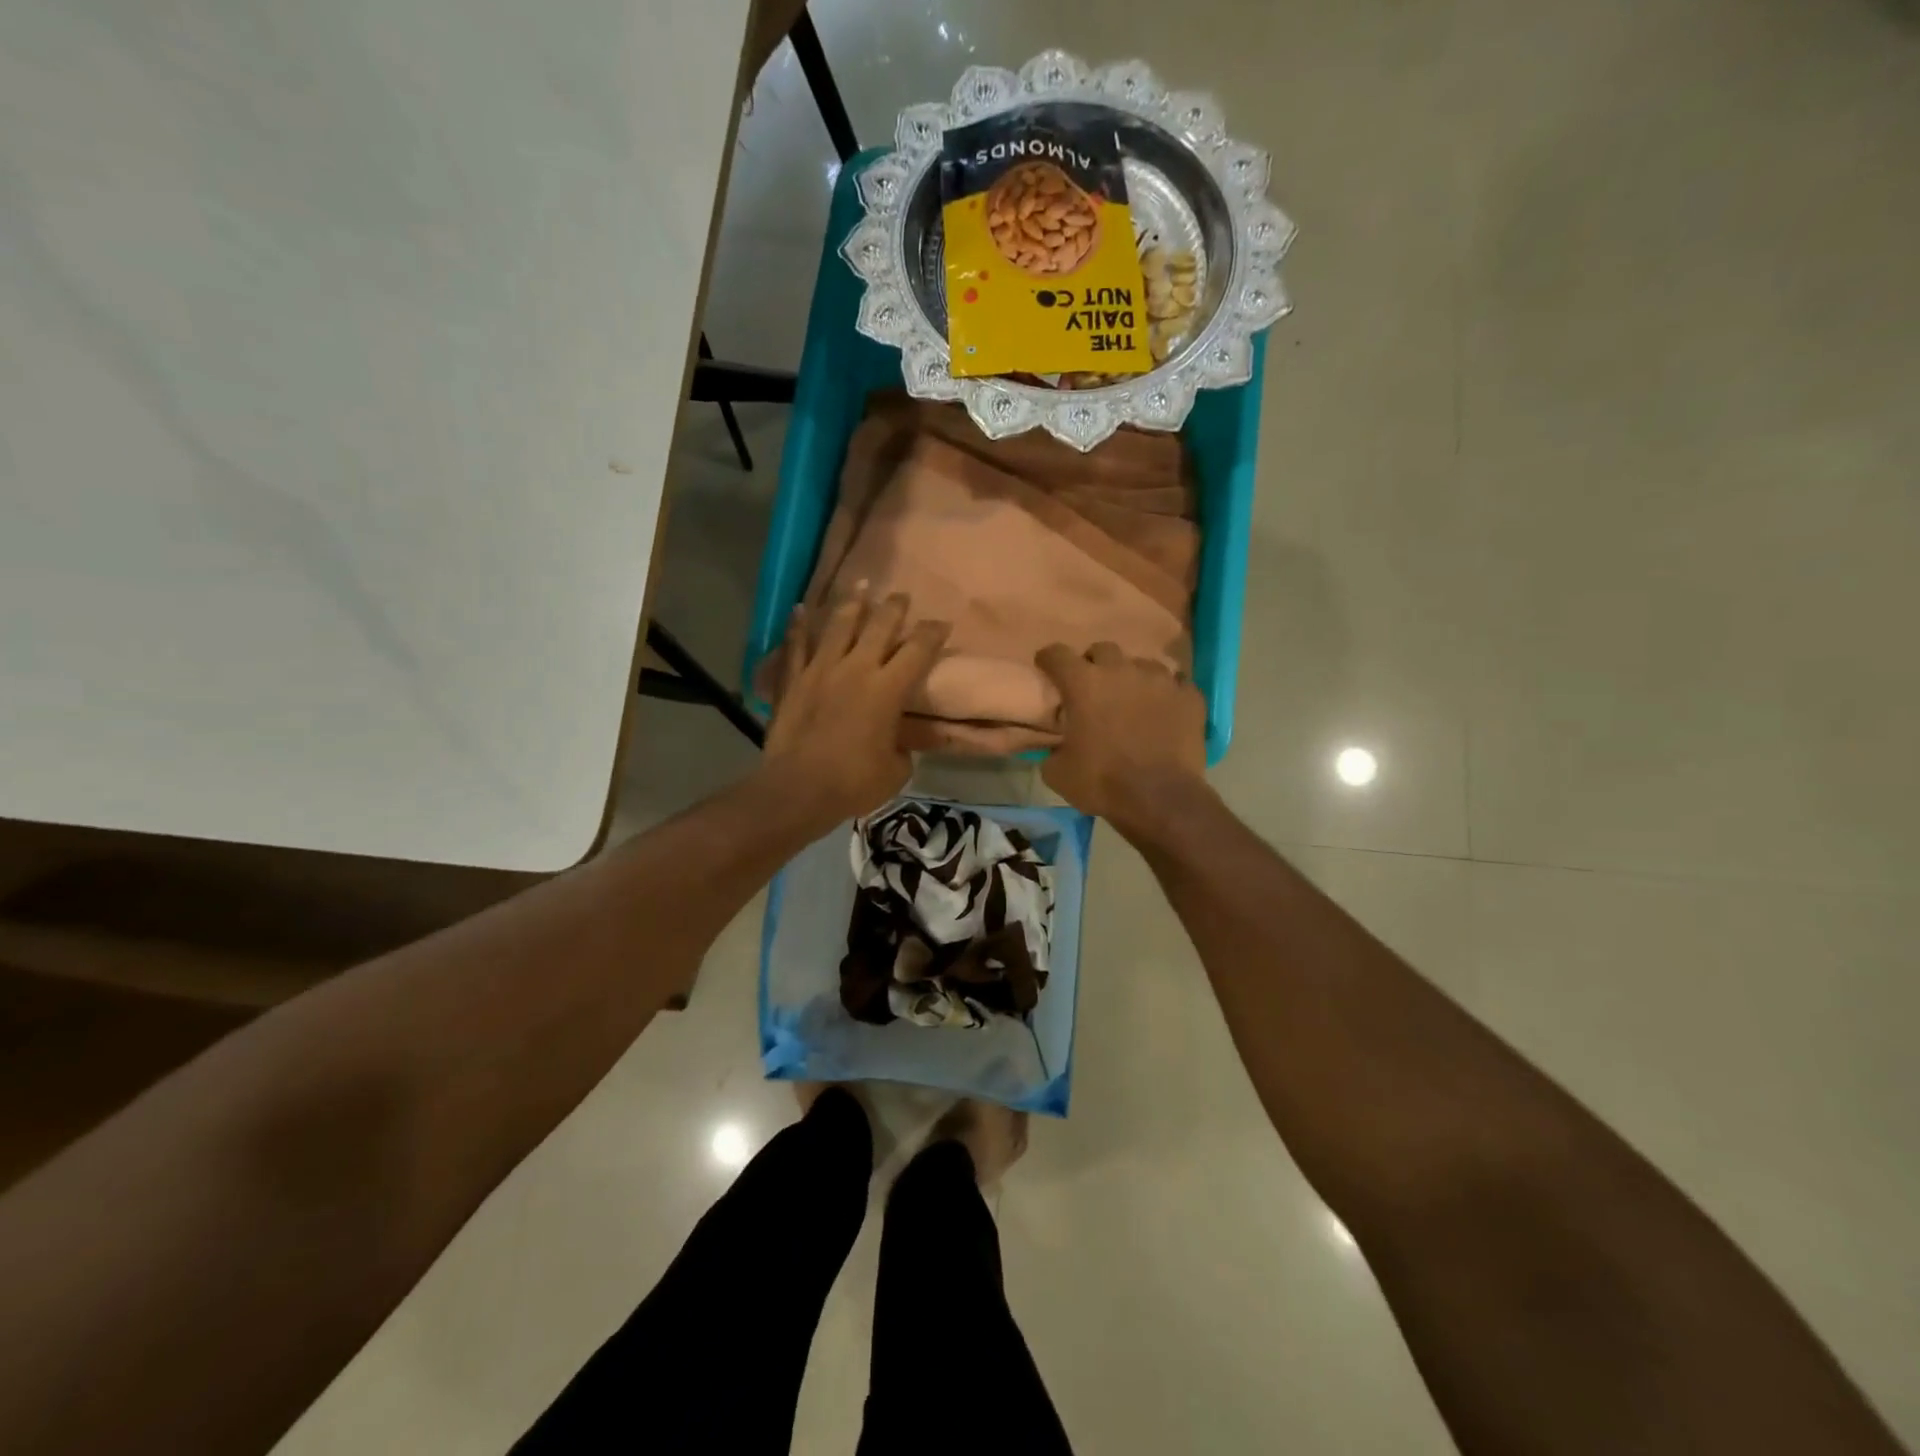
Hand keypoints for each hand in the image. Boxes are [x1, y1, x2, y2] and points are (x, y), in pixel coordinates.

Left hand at [761, 590, 948, 826]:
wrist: (798, 788)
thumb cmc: (854, 782)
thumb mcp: (897, 770)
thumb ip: (901, 746)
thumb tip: (896, 739)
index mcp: (888, 689)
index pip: (918, 650)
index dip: (933, 633)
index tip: (942, 623)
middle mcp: (857, 668)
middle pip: (880, 626)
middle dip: (895, 608)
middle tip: (903, 597)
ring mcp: (821, 669)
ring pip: (839, 625)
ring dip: (853, 603)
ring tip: (861, 585)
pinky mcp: (792, 679)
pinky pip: (795, 644)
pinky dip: (798, 625)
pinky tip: (800, 608)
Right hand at [1034, 642, 1210, 833]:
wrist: (1160, 799)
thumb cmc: (1102, 783)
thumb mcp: (1057, 773)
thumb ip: (1053, 750)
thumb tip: (1057, 747)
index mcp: (1084, 684)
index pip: (1057, 654)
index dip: (1049, 659)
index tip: (1047, 667)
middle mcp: (1121, 671)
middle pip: (1103, 649)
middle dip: (1094, 664)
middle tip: (1093, 687)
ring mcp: (1160, 680)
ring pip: (1142, 664)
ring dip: (1132, 678)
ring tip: (1132, 699)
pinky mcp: (1189, 696)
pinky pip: (1176, 684)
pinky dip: (1166, 694)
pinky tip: (1164, 710)